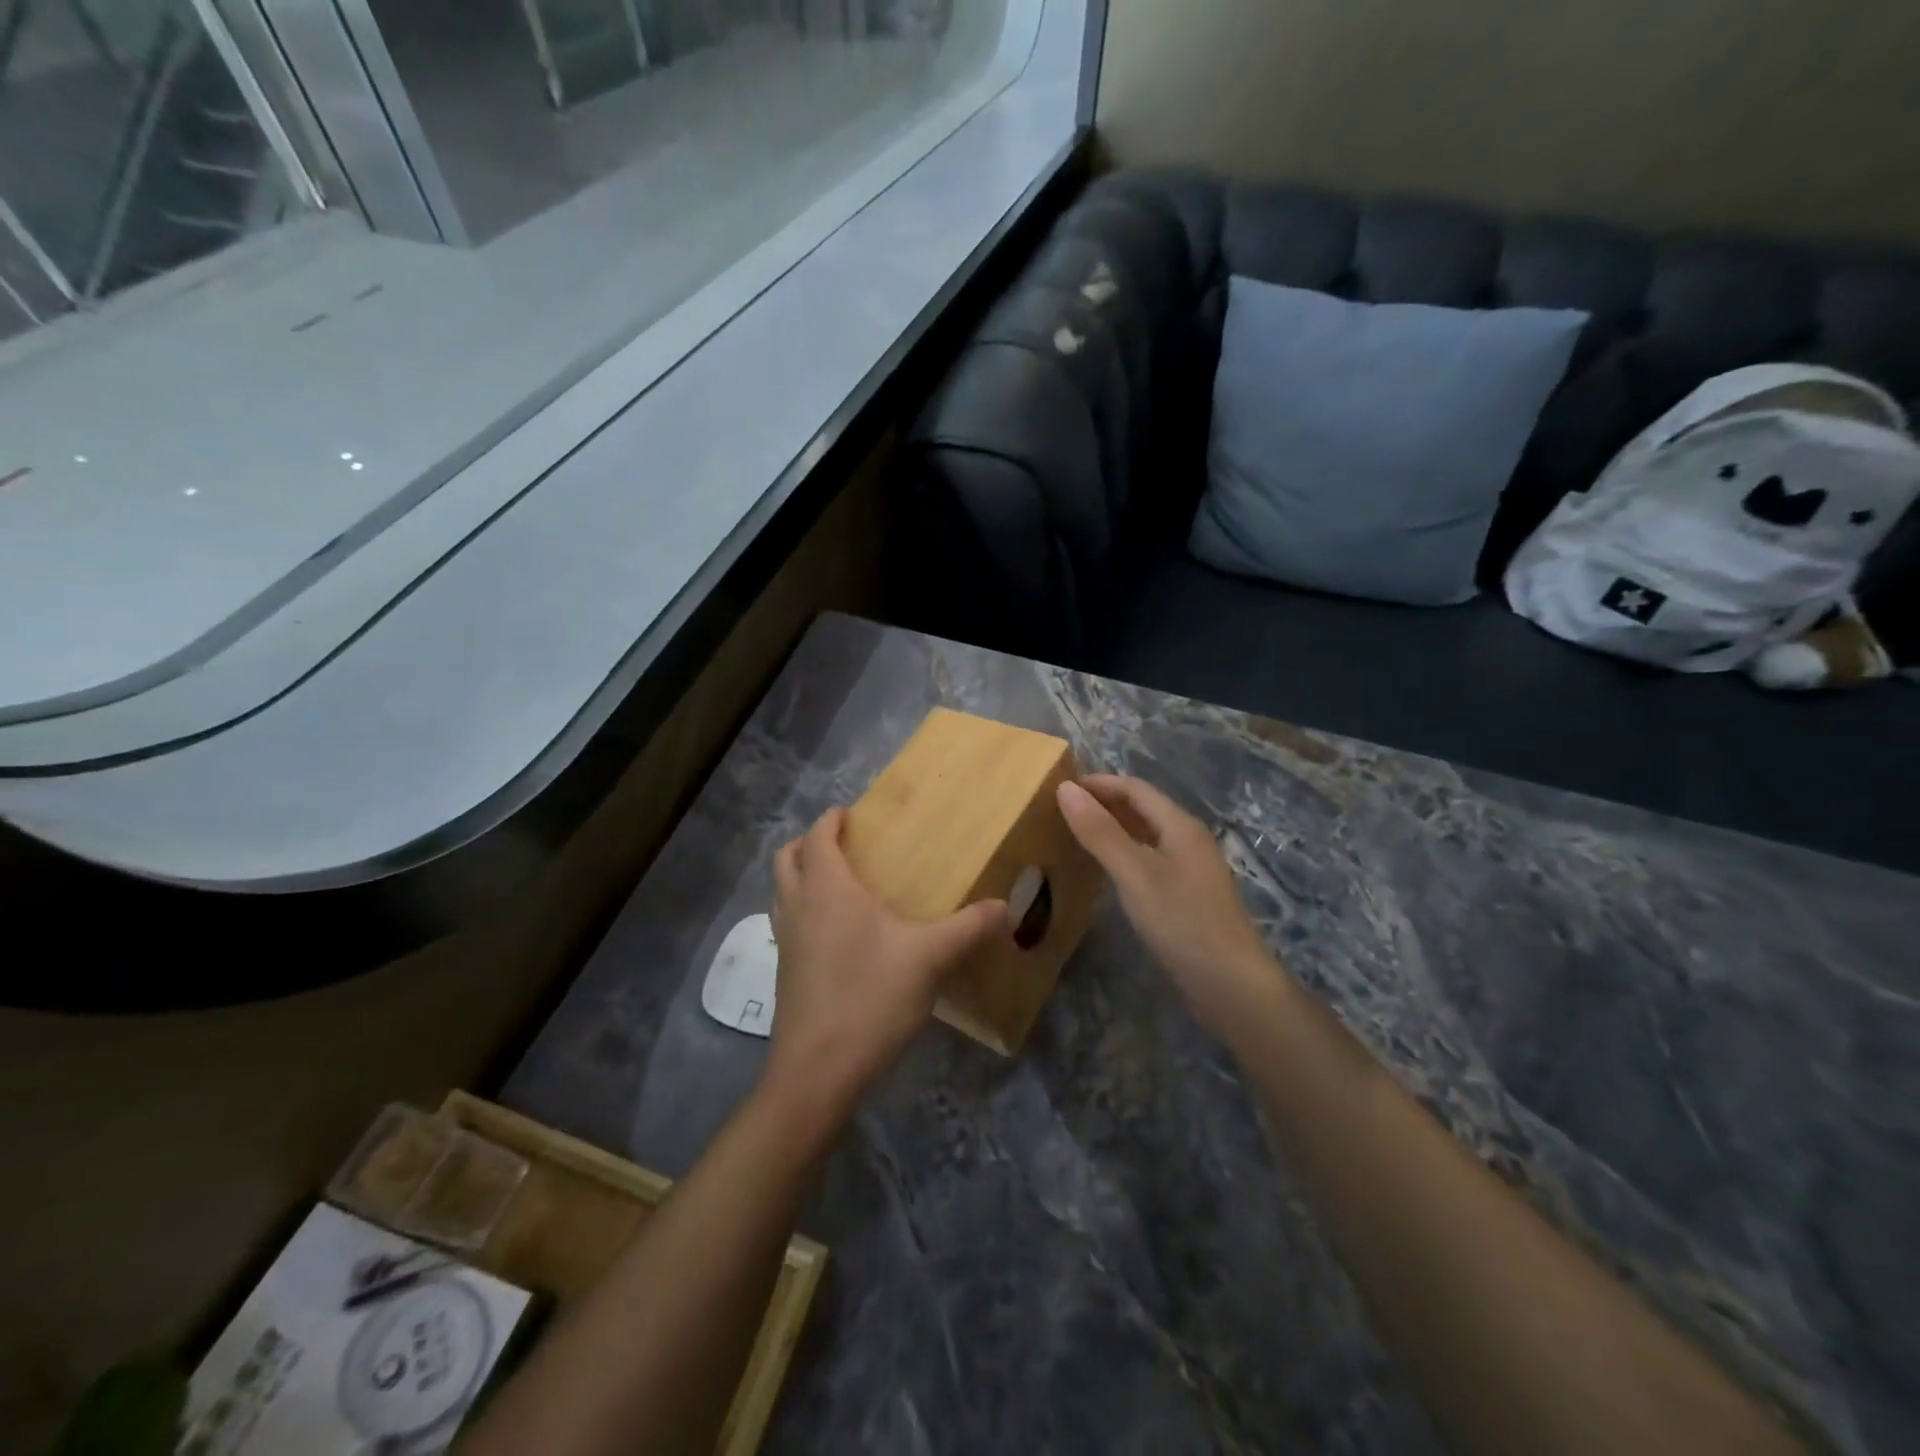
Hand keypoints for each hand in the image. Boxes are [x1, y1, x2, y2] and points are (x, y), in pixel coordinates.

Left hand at [766, 808, 1008, 1130]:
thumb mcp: (930, 959)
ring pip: (783, 892)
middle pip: (788, 858)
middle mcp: (798, 907)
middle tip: (845, 846)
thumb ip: (969, 928)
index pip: (817, 836)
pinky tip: (840, 936)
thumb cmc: (870, 998)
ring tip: (842, 886)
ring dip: (803, 877)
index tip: (850, 814)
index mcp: (827, 889)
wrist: (817, 1072)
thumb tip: (1007, 908)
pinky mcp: (785, 973)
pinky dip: (805, 911)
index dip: (830, 820)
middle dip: (810, 843)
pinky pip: (789, 923)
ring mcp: (786, 942)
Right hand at [1057, 775, 1286, 1037]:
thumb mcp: (1134, 873)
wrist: (1231, 985)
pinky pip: (1149, 859)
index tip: (1060, 787)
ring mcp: (1190, 869)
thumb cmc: (1182, 921)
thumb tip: (1065, 789)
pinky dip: (1123, 853)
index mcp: (1180, 826)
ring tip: (1076, 833)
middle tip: (1062, 810)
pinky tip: (1106, 870)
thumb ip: (1100, 832)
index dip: (1098, 783)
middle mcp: (1188, 840)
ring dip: (1113, 827)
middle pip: (1143, 808)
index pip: (1135, 788)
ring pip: (1146, 835)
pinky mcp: (1187, 895)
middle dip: (1104, 802)